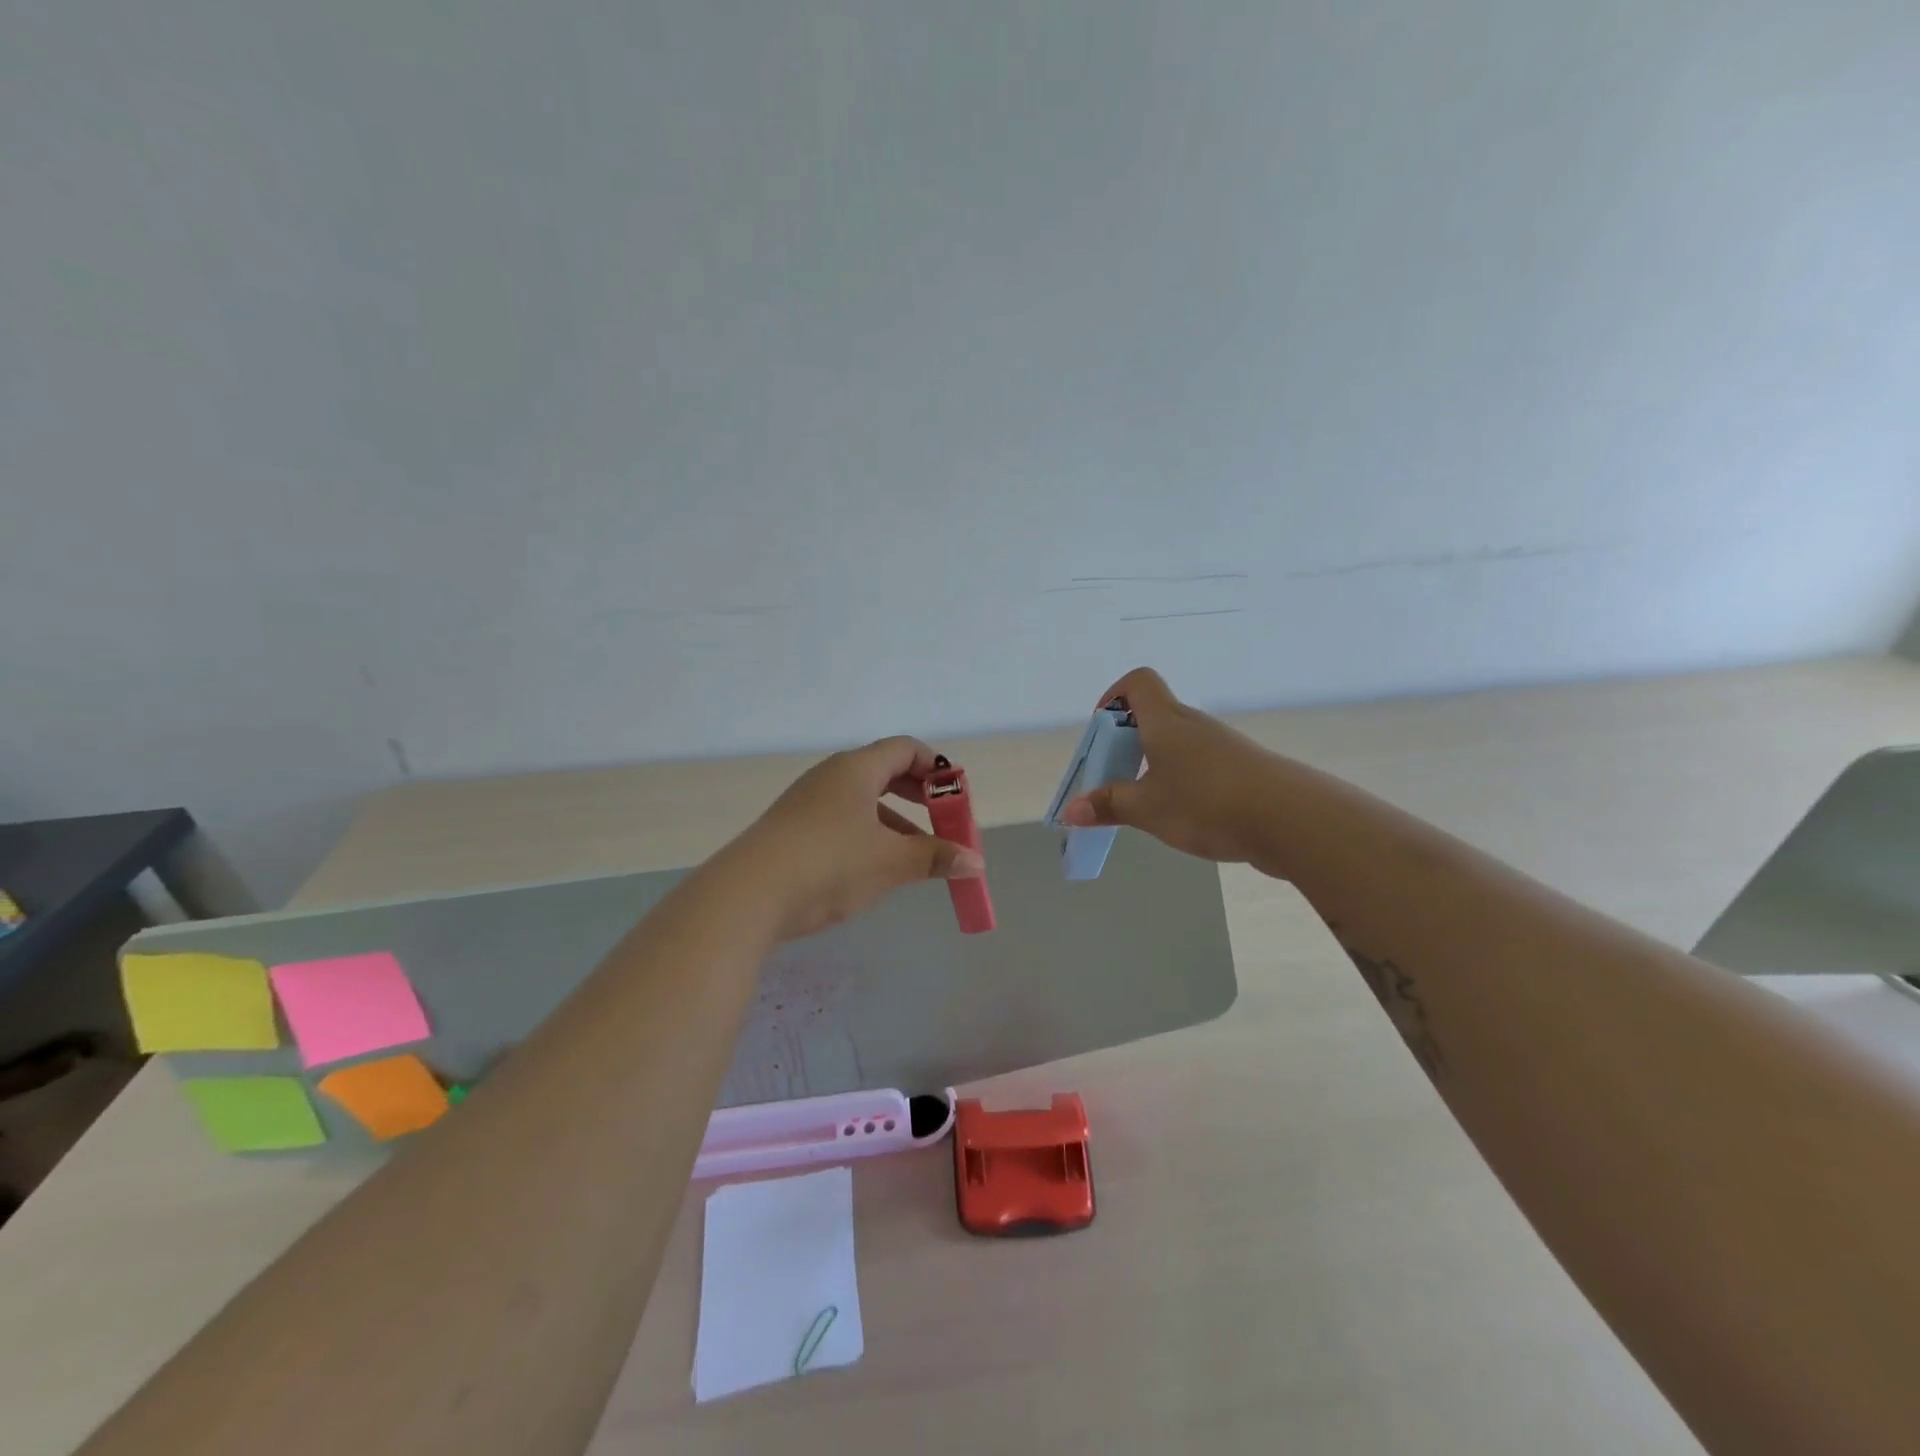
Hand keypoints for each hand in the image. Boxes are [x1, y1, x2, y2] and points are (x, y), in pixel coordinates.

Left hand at [727, 736, 985, 940]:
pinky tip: (875, 868)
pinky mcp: (792, 830)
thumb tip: (975, 862)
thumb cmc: (830, 864)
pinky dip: (867, 835)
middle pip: (884, 771)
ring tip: (916, 854)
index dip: (936, 768)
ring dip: (894, 821)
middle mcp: (830, 776)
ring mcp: (807, 802)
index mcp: (856, 769)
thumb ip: (935, 857)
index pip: (905, 749)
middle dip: (918, 795)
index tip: (956, 796)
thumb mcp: (891, 862)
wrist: (748, 895)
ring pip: (862, 801)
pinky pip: (841, 820)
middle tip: (942, 821)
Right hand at [1061, 667, 1277, 864]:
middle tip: (1114, 778)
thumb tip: (1070, 811)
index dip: (1114, 697)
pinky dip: (1183, 780)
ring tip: (1146, 804)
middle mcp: (1194, 725)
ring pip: (1178, 743)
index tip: (1102, 731)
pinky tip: (1184, 815)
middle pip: (1155, 715)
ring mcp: (1222, 746)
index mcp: (1166, 722)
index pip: (1138, 682)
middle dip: (1128, 741)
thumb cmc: (1207, 803)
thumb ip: (1109, 806)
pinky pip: (1201, 764)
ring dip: (1155, 764)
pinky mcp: (1243, 769)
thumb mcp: (1148, 809)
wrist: (1291, 820)